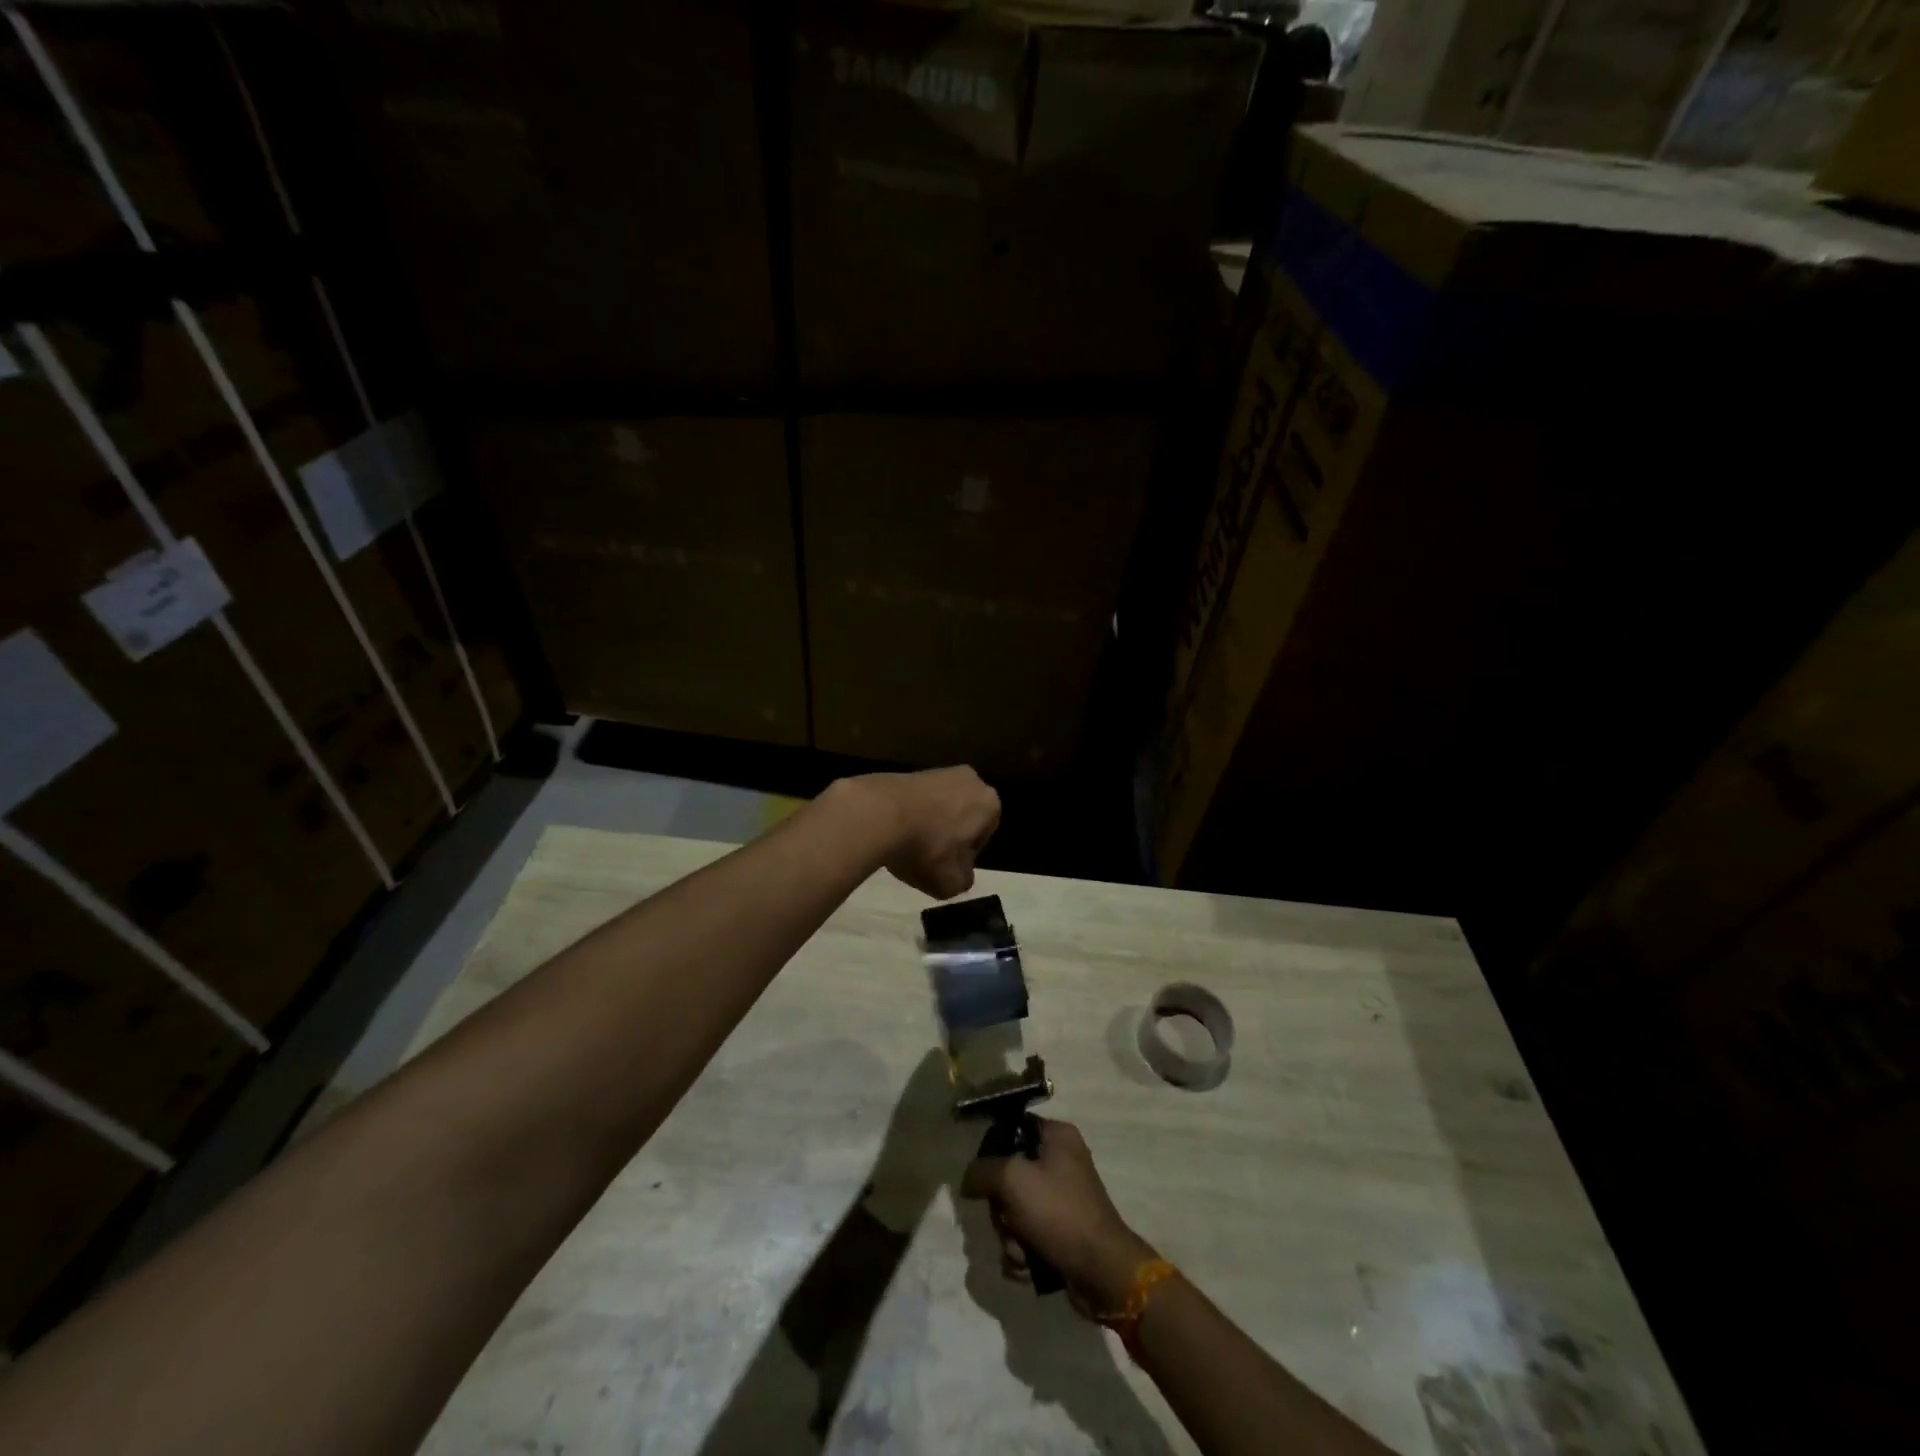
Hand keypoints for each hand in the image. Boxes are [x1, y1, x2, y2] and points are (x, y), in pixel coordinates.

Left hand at [842, 766, 1000, 898]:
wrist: (878, 815)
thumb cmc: (927, 848)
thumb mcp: (952, 883)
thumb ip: (964, 880)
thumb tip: (959, 873)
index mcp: (989, 803)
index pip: (983, 836)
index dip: (964, 856)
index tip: (946, 866)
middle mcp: (969, 780)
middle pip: (962, 816)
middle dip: (947, 834)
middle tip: (928, 856)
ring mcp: (937, 771)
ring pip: (939, 806)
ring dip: (927, 824)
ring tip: (907, 845)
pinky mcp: (908, 771)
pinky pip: (916, 800)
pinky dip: (908, 814)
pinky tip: (893, 831)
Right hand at [961, 1118, 1156, 1318]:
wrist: (1102, 1272)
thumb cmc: (1059, 1212)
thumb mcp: (1013, 1179)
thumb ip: (982, 1171)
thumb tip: (968, 1180)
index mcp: (1057, 1137)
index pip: (1013, 1128)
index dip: (994, 1149)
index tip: (984, 1173)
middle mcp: (1061, 1163)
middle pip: (1009, 1177)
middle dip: (1002, 1209)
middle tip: (1008, 1220)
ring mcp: (1062, 1200)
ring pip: (1014, 1212)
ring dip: (1010, 1237)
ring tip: (1022, 1250)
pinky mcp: (1061, 1234)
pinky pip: (1026, 1237)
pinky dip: (1022, 1254)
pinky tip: (1029, 1266)